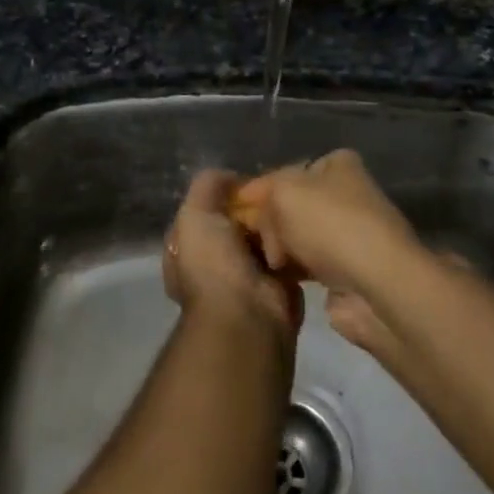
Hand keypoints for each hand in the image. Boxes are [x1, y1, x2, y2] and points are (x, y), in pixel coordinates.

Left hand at [162, 170, 302, 337]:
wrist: (247, 315)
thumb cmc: (213, 264)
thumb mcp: (195, 214)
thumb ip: (207, 187)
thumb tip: (230, 177)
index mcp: (187, 250)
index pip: (205, 212)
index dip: (223, 195)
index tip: (246, 182)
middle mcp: (213, 264)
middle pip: (237, 223)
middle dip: (254, 209)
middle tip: (276, 191)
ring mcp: (246, 277)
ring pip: (264, 238)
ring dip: (276, 225)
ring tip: (294, 204)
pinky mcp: (278, 287)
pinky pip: (287, 256)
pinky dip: (294, 244)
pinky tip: (305, 227)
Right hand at [231, 151, 427, 353]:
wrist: (375, 284)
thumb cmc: (330, 224)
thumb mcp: (284, 191)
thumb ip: (262, 192)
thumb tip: (256, 212)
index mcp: (338, 165)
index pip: (287, 171)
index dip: (257, 189)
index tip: (232, 209)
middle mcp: (346, 195)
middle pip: (290, 205)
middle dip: (267, 222)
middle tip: (251, 240)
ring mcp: (348, 234)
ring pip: (296, 236)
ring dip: (278, 248)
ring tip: (264, 262)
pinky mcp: (346, 270)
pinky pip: (305, 265)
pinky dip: (290, 270)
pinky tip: (275, 278)